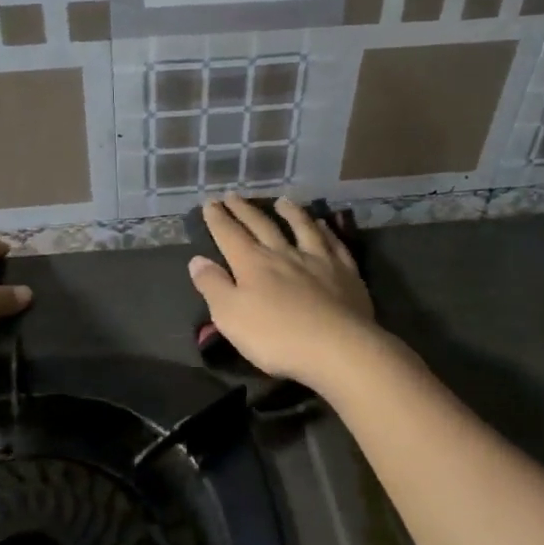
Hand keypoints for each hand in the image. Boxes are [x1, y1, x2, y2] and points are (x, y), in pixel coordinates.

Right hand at [187, 197, 380, 388]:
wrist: (337, 348)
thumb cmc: (276, 337)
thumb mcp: (230, 316)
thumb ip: (213, 286)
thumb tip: (197, 260)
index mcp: (253, 263)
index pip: (229, 235)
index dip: (218, 219)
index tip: (210, 203)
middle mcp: (284, 254)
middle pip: (262, 225)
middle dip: (245, 211)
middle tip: (234, 196)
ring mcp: (318, 260)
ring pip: (302, 228)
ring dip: (290, 212)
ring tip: (281, 201)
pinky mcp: (346, 273)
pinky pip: (334, 244)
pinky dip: (326, 231)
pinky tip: (323, 225)